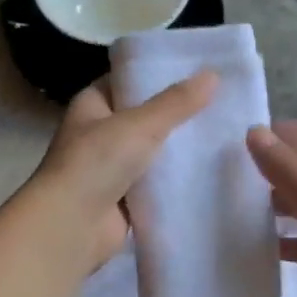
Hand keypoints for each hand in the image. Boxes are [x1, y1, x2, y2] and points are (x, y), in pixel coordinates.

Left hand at [34, 72, 216, 269]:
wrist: (72, 226)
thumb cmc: (97, 162)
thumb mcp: (140, 124)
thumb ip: (177, 103)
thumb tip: (213, 75)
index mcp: (93, 105)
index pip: (129, 80)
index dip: (160, 74)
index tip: (199, 70)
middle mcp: (100, 132)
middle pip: (145, 116)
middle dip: (178, 112)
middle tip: (222, 101)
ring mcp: (112, 167)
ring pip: (153, 150)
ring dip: (180, 147)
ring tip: (224, 132)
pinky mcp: (126, 198)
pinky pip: (157, 182)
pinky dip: (177, 179)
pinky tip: (211, 170)